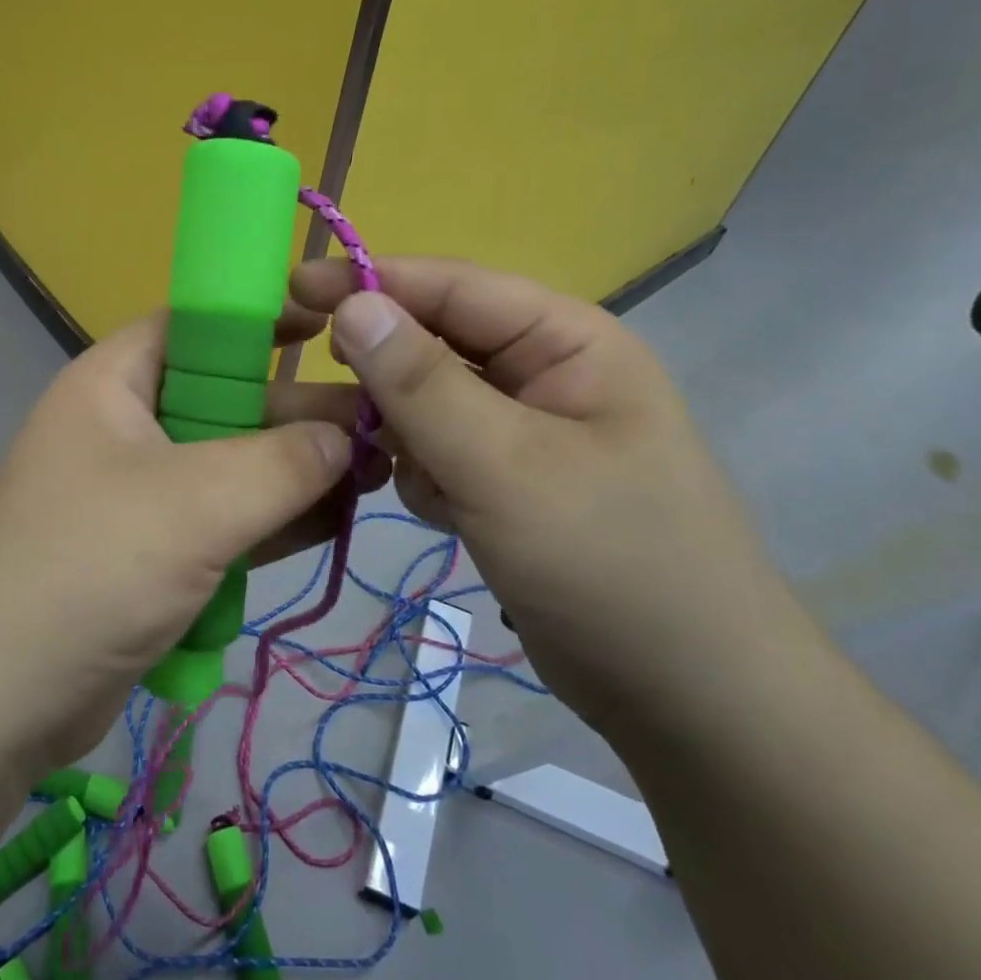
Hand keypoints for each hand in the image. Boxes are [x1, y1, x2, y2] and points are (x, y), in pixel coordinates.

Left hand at [0, 309, 385, 769]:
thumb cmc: (88, 569)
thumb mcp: (194, 504)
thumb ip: (281, 464)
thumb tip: (345, 438)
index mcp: (114, 384)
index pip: (195, 325)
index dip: (261, 319)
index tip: (332, 329)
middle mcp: (125, 428)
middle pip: (225, 400)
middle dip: (298, 414)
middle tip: (382, 425)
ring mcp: (138, 495)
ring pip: (232, 467)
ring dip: (296, 473)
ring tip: (378, 474)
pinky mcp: (152, 554)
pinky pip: (223, 522)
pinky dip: (272, 521)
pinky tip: (335, 521)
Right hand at [290, 256, 801, 729]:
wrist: (687, 698)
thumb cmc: (608, 563)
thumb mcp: (506, 466)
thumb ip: (422, 384)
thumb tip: (353, 304)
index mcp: (565, 342)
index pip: (453, 288)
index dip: (371, 281)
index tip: (293, 286)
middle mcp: (543, 376)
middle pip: (434, 346)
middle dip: (374, 368)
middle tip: (302, 388)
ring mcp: (524, 435)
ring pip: (428, 406)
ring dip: (393, 431)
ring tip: (364, 464)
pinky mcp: (507, 486)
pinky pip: (439, 455)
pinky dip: (421, 475)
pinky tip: (437, 512)